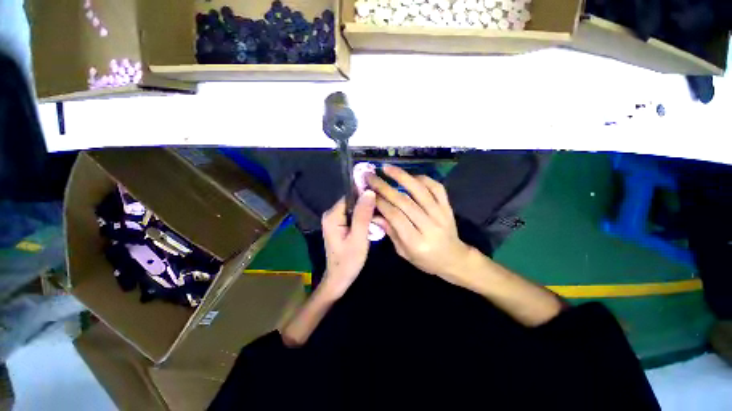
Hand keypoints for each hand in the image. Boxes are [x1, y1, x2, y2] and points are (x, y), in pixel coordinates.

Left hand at [320, 191, 376, 297]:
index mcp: (332, 215)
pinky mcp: (339, 224)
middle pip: (352, 201)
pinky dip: (363, 217)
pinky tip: (373, 222)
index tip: (381, 199)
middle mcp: (331, 214)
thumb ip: (363, 215)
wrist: (339, 278)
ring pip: (354, 207)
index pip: (351, 196)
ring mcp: (334, 219)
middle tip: (382, 210)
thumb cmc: (348, 261)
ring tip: (380, 216)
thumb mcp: (358, 238)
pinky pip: (353, 214)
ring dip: (366, 211)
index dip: (366, 196)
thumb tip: (369, 192)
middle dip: (367, 204)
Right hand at [368, 165, 472, 280]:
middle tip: (371, 176)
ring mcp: (441, 214)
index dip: (380, 202)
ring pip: (420, 190)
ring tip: (387, 168)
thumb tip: (374, 214)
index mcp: (416, 242)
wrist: (454, 259)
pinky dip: (423, 178)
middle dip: (384, 187)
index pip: (395, 216)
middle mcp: (429, 226)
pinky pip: (436, 187)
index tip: (368, 192)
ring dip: (402, 176)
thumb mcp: (404, 252)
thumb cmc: (425, 260)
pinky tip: (410, 175)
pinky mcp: (448, 207)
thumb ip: (390, 231)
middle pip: (404, 201)